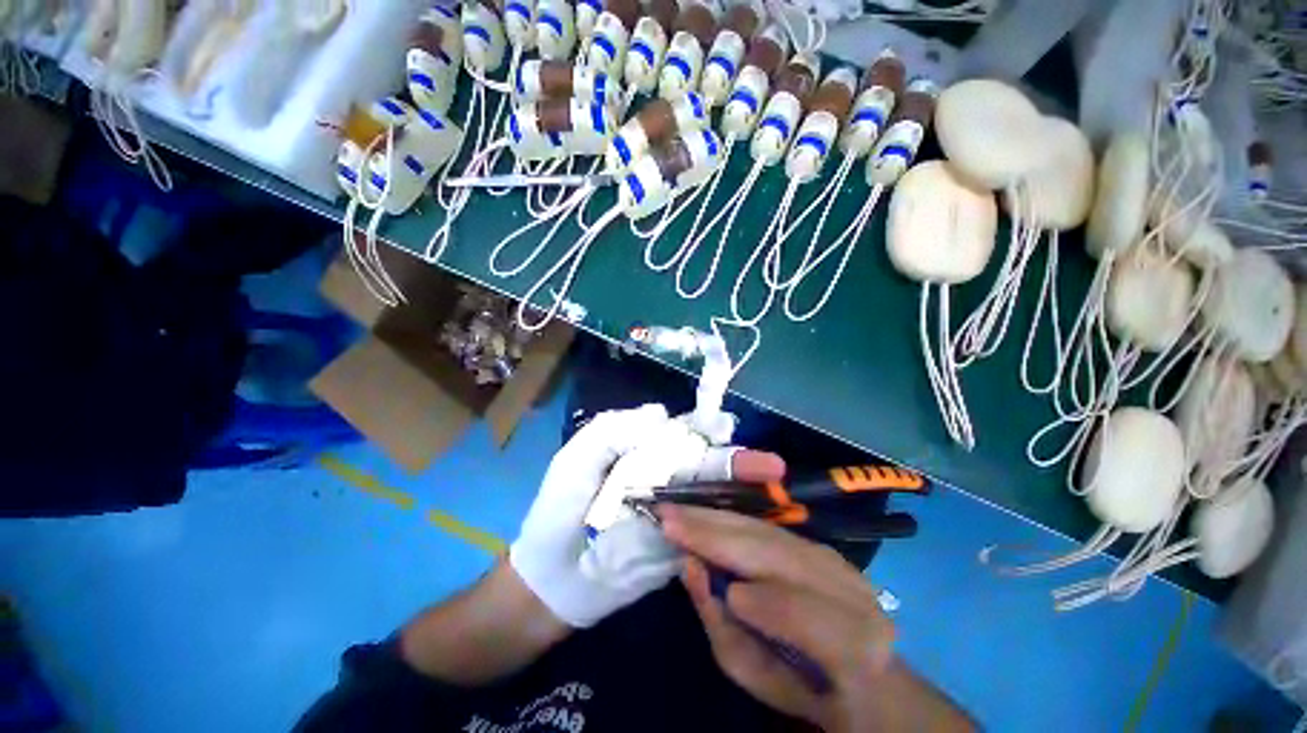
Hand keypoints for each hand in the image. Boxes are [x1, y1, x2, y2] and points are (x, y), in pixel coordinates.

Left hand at [509, 405, 783, 627]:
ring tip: (774, 489)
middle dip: (736, 463)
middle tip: (771, 466)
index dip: (705, 430)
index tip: (728, 428)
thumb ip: (614, 429)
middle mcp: (663, 479)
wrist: (552, 580)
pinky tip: (758, 522)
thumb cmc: (559, 511)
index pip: (680, 435)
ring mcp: (674, 514)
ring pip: (713, 496)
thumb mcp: (578, 459)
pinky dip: (732, 525)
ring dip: (742, 492)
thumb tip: (662, 413)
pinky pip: (708, 532)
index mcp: (641, 454)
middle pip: (704, 466)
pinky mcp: (678, 545)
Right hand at [665, 505, 972, 731]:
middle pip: (776, 554)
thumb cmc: (800, 683)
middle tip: (666, 518)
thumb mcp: (757, 674)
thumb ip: (722, 625)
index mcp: (854, 645)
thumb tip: (691, 568)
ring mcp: (834, 559)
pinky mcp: (817, 543)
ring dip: (716, 518)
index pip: (806, 616)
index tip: (701, 573)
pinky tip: (703, 512)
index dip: (755, 596)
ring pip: (766, 531)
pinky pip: (766, 526)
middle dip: (716, 534)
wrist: (855, 671)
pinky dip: (730, 518)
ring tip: (677, 511)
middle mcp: (849, 589)